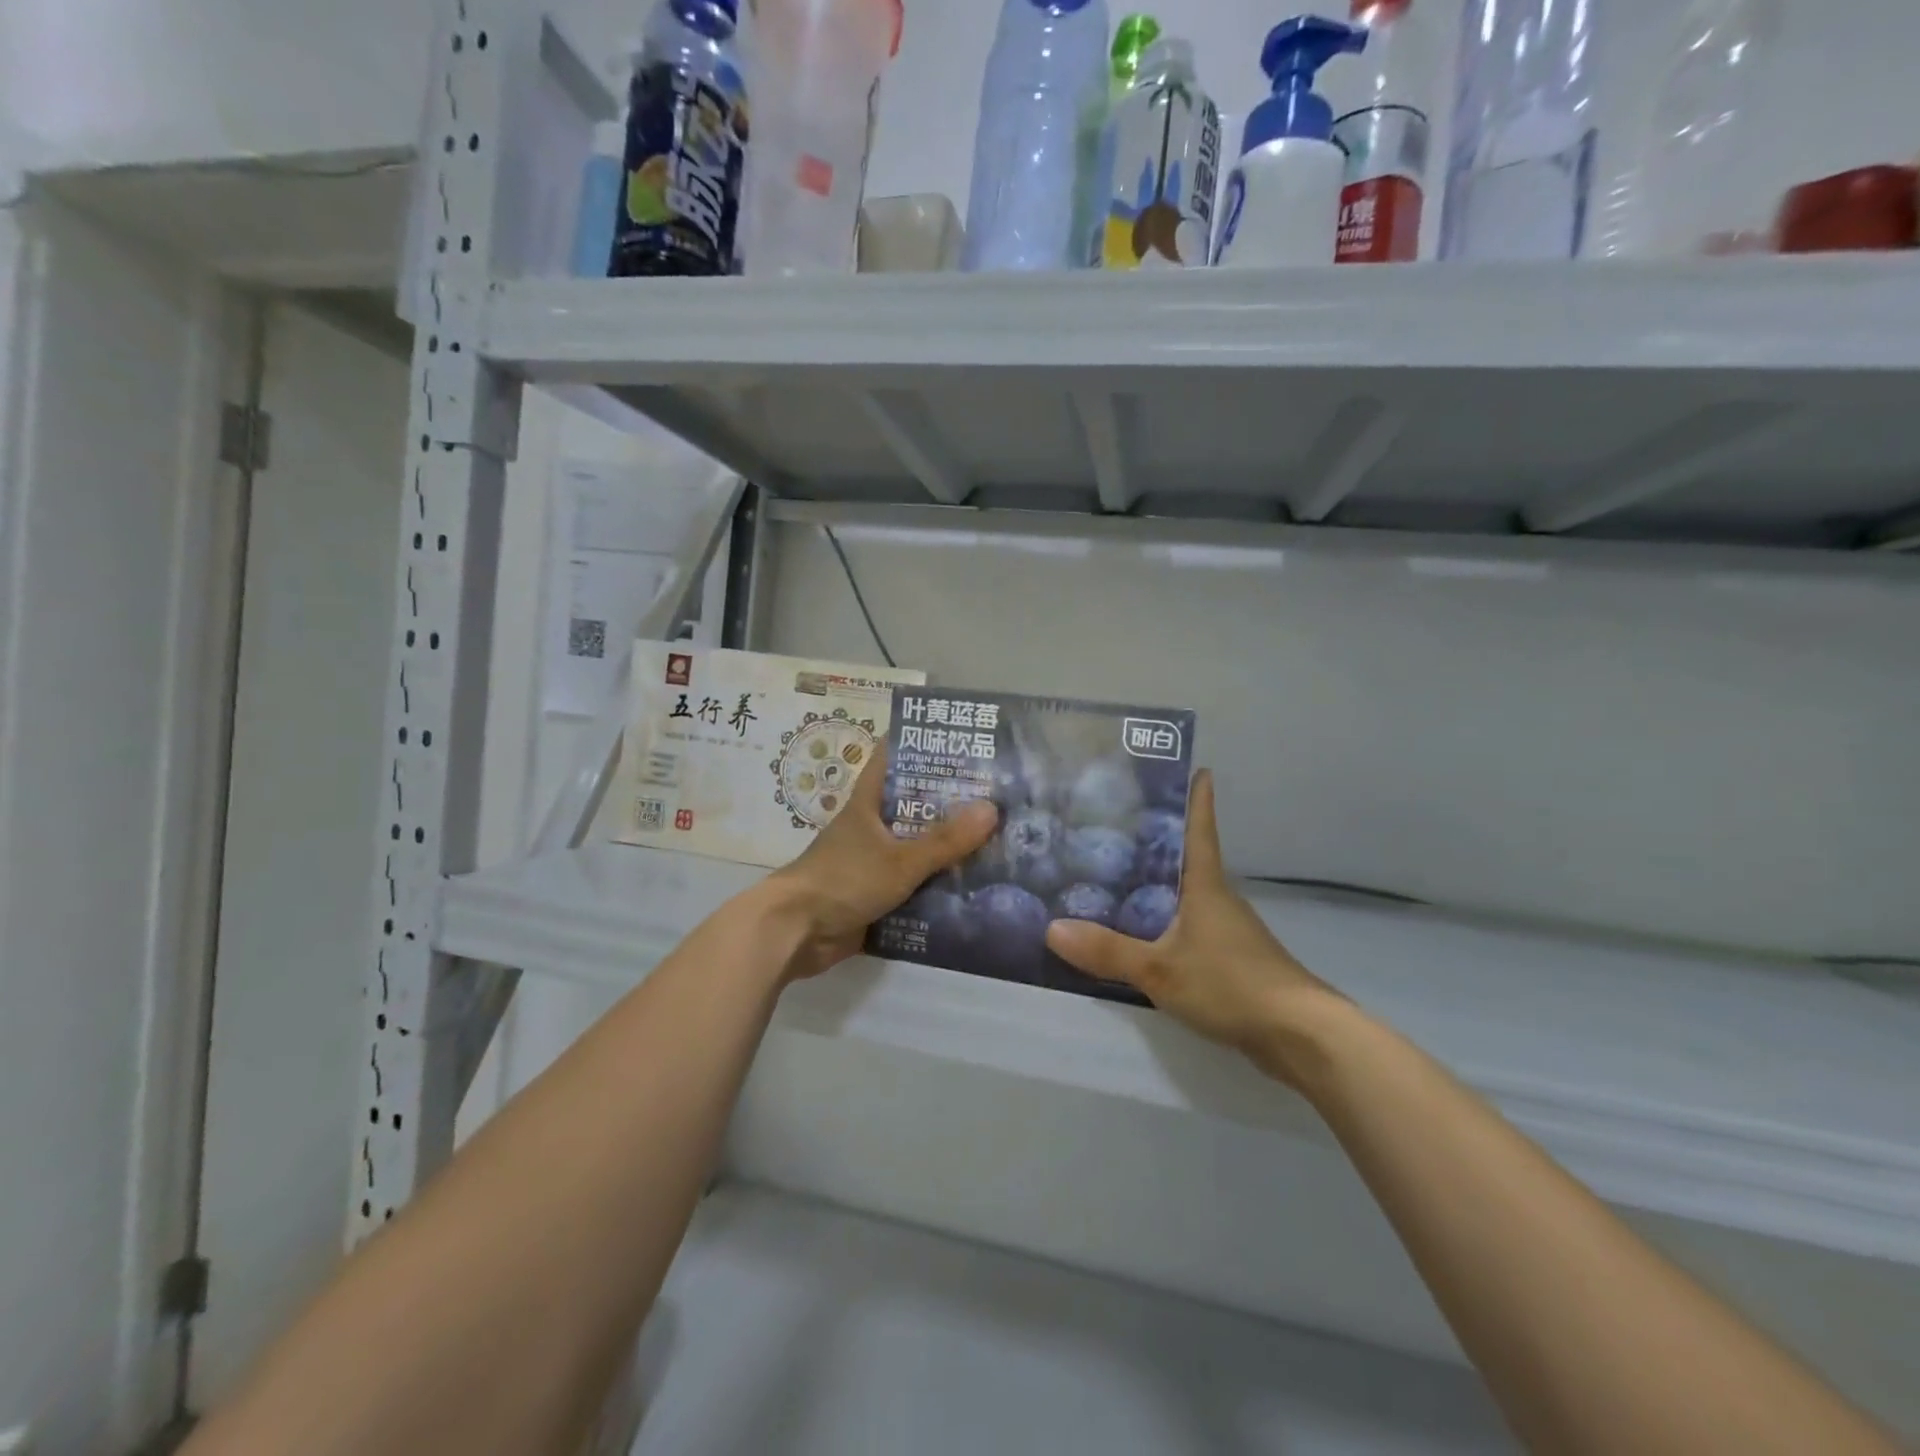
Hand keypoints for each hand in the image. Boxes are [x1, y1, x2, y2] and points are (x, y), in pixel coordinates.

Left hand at [763, 756, 998, 981]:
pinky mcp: (874, 893)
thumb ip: (945, 840)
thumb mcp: (900, 860)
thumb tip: (992, 809)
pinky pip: (913, 884)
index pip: (891, 758)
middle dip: (950, 802)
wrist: (796, 932)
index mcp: (869, 803)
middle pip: (913, 805)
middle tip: (996, 796)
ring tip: (996, 841)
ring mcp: (872, 861)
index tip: (958, 741)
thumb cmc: (844, 880)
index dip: (919, 745)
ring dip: (947, 848)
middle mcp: (871, 826)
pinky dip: (936, 885)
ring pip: (916, 846)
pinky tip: (972, 887)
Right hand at [1045, 771, 1342, 1087]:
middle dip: (1155, 841)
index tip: (1194, 767)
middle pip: (1186, 859)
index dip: (1197, 798)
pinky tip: (1137, 934)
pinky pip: (1185, 928)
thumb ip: (1107, 951)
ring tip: (1111, 877)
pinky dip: (1161, 922)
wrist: (1298, 1035)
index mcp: (1205, 885)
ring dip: (1155, 884)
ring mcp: (1226, 930)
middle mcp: (1217, 899)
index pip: (1200, 829)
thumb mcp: (1160, 968)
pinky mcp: (1228, 960)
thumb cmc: (1231, 983)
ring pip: (1183, 895)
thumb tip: (1051, 928)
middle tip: (1111, 824)